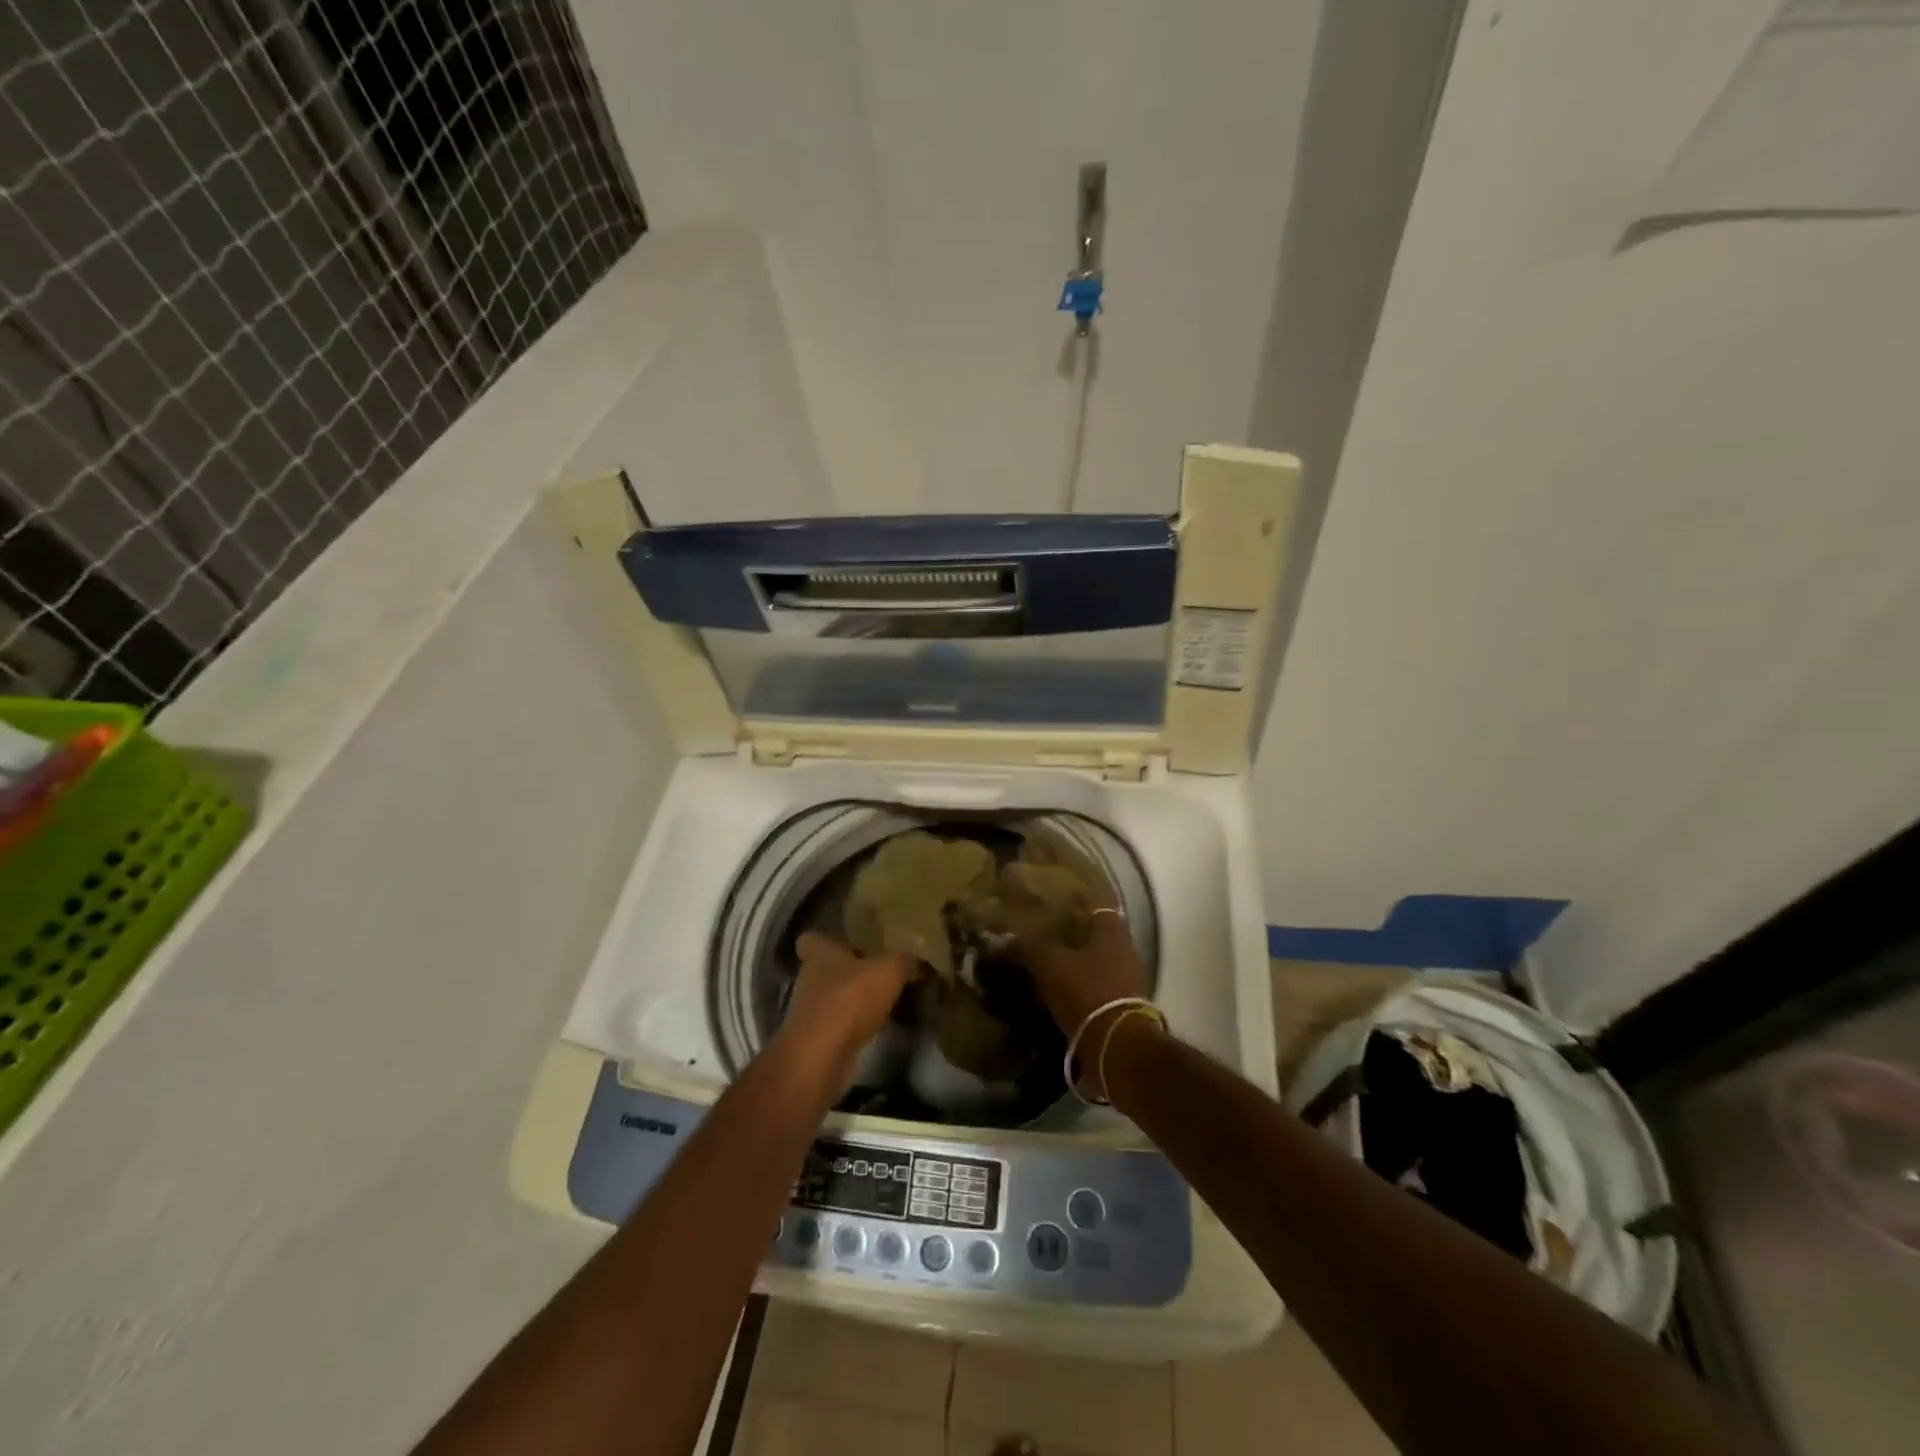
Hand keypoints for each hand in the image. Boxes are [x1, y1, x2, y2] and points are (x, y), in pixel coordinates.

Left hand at [779, 933, 914, 1070]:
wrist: (822, 1057)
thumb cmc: (849, 1000)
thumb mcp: (889, 972)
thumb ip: (906, 962)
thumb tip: (921, 962)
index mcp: (820, 954)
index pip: (811, 938)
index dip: (828, 939)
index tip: (849, 941)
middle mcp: (810, 979)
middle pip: (827, 969)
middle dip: (850, 971)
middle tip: (881, 971)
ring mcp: (811, 1012)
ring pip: (834, 998)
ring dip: (855, 1001)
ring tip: (887, 1000)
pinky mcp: (818, 1040)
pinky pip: (840, 1025)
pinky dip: (857, 1026)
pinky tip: (882, 1026)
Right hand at [1018, 907, 1146, 1037]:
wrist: (1116, 1046)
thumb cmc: (1086, 991)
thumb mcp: (1050, 964)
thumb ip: (1026, 948)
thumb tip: (999, 939)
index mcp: (1112, 931)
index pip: (1096, 903)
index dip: (1076, 899)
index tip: (1055, 897)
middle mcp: (1124, 951)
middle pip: (1095, 933)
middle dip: (1072, 931)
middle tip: (1043, 928)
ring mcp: (1124, 980)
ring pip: (1094, 960)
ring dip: (1073, 959)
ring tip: (1044, 959)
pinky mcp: (1119, 1006)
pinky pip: (1093, 985)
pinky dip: (1075, 984)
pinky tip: (1054, 987)